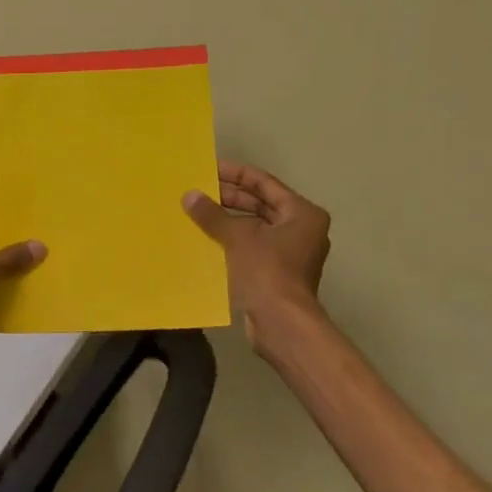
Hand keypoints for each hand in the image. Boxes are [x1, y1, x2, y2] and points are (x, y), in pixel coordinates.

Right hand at [183, 161, 331, 352]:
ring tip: (198, 213)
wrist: (282, 323)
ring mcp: (291, 252)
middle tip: (199, 191)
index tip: (210, 168)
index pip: (265, 183)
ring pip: (255, 226)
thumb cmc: (267, 272)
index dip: (236, 174)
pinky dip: (232, 240)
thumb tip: (189, 195)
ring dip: (229, 220)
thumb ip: (213, 215)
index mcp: (302, 213)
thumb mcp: (238, 238)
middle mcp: (302, 229)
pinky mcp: (278, 272)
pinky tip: (207, 239)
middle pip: (261, 204)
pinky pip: (252, 246)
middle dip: (230, 197)